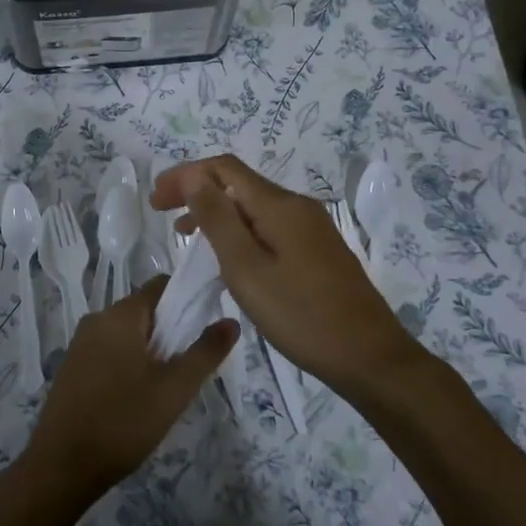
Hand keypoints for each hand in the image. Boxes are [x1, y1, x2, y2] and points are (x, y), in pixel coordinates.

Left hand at [21, 275, 235, 505]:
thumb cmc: (123, 421)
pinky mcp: (72, 368)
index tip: (205, 327)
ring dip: (150, 351)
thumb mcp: (174, 389)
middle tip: (187, 368)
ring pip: (127, 334)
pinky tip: (137, 398)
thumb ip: (205, 352)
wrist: (63, 466)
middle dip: (170, 332)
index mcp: (120, 315)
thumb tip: (231, 321)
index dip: (187, 299)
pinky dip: (128, 364)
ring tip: (166, 388)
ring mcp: (80, 344)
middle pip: (144, 311)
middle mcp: (96, 320)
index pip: (161, 286)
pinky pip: (109, 352)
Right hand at [152, 154, 418, 397]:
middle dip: (198, 192)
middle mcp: (297, 207)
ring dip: (218, 213)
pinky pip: (270, 226)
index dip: (185, 175)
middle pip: (239, 183)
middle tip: (164, 217)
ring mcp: (312, 229)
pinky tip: (230, 259)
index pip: (223, 168)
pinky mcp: (318, 251)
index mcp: (279, 205)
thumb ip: (217, 219)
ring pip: (254, 207)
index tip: (156, 201)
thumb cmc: (301, 315)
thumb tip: (194, 177)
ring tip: (188, 239)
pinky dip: (240, 231)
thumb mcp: (247, 269)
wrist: (369, 357)